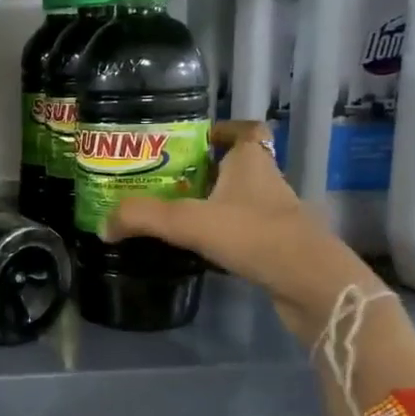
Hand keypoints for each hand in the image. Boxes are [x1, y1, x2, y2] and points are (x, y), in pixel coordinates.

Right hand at [109, 121, 386, 343]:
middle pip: (232, 166)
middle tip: (160, 180)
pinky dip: (219, 236)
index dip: (220, 131)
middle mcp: (266, 182)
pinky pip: (240, 232)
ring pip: (236, 200)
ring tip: (168, 214)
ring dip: (208, 205)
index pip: (244, 130)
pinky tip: (193, 248)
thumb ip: (142, 218)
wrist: (311, 285)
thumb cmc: (254, 235)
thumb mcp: (188, 221)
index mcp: (251, 161)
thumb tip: (103, 225)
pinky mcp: (274, 246)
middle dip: (199, 171)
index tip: (188, 141)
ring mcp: (273, 216)